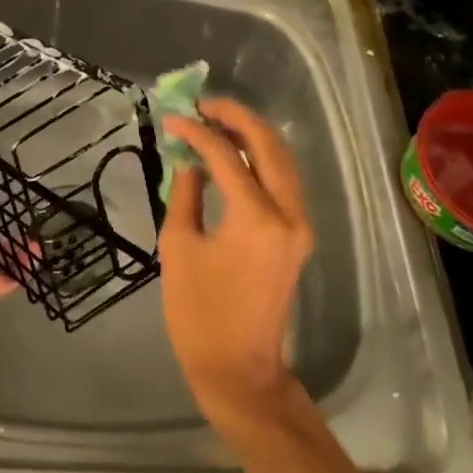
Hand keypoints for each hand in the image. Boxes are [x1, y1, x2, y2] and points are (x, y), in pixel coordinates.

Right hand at [159, 99, 313, 429]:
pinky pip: (284, 180)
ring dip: (252, 134)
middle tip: (202, 105)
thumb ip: (185, 193)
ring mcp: (300, 224)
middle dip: (236, 117)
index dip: (197, 132)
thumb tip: (190, 160)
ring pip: (283, 158)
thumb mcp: (178, 246)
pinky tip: (234, 152)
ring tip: (216, 122)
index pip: (226, 154)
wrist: (238, 367)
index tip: (172, 120)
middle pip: (268, 145)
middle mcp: (288, 213)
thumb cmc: (198, 312)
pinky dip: (261, 158)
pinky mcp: (299, 235)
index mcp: (255, 218)